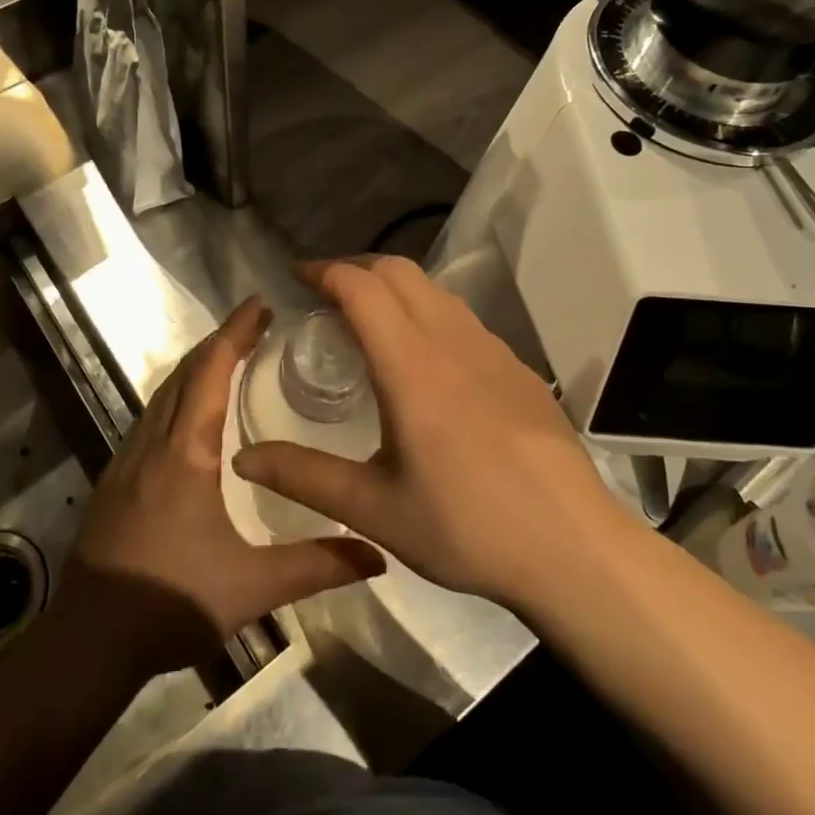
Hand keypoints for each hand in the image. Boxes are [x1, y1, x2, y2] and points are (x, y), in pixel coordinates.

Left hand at [53, 297, 384, 679]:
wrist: (89, 642)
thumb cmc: (172, 603)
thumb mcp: (253, 586)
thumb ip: (317, 565)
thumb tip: (380, 553)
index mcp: (186, 452)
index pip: (211, 371)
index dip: (235, 332)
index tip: (259, 304)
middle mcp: (154, 442)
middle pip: (186, 372)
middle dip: (221, 341)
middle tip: (256, 324)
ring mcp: (127, 458)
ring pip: (163, 392)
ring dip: (196, 366)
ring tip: (230, 356)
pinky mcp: (115, 478)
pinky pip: (150, 415)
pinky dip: (178, 393)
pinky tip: (192, 412)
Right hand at [232, 257, 614, 609]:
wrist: (572, 546)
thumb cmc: (465, 525)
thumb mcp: (374, 509)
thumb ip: (304, 476)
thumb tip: (242, 457)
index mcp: (410, 364)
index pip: (361, 286)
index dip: (324, 271)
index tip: (296, 276)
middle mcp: (450, 339)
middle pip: (399, 271)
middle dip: (356, 268)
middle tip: (326, 294)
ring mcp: (491, 349)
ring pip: (434, 290)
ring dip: (394, 287)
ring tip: (370, 320)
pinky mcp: (517, 367)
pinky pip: (461, 318)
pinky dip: (428, 312)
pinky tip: (426, 360)